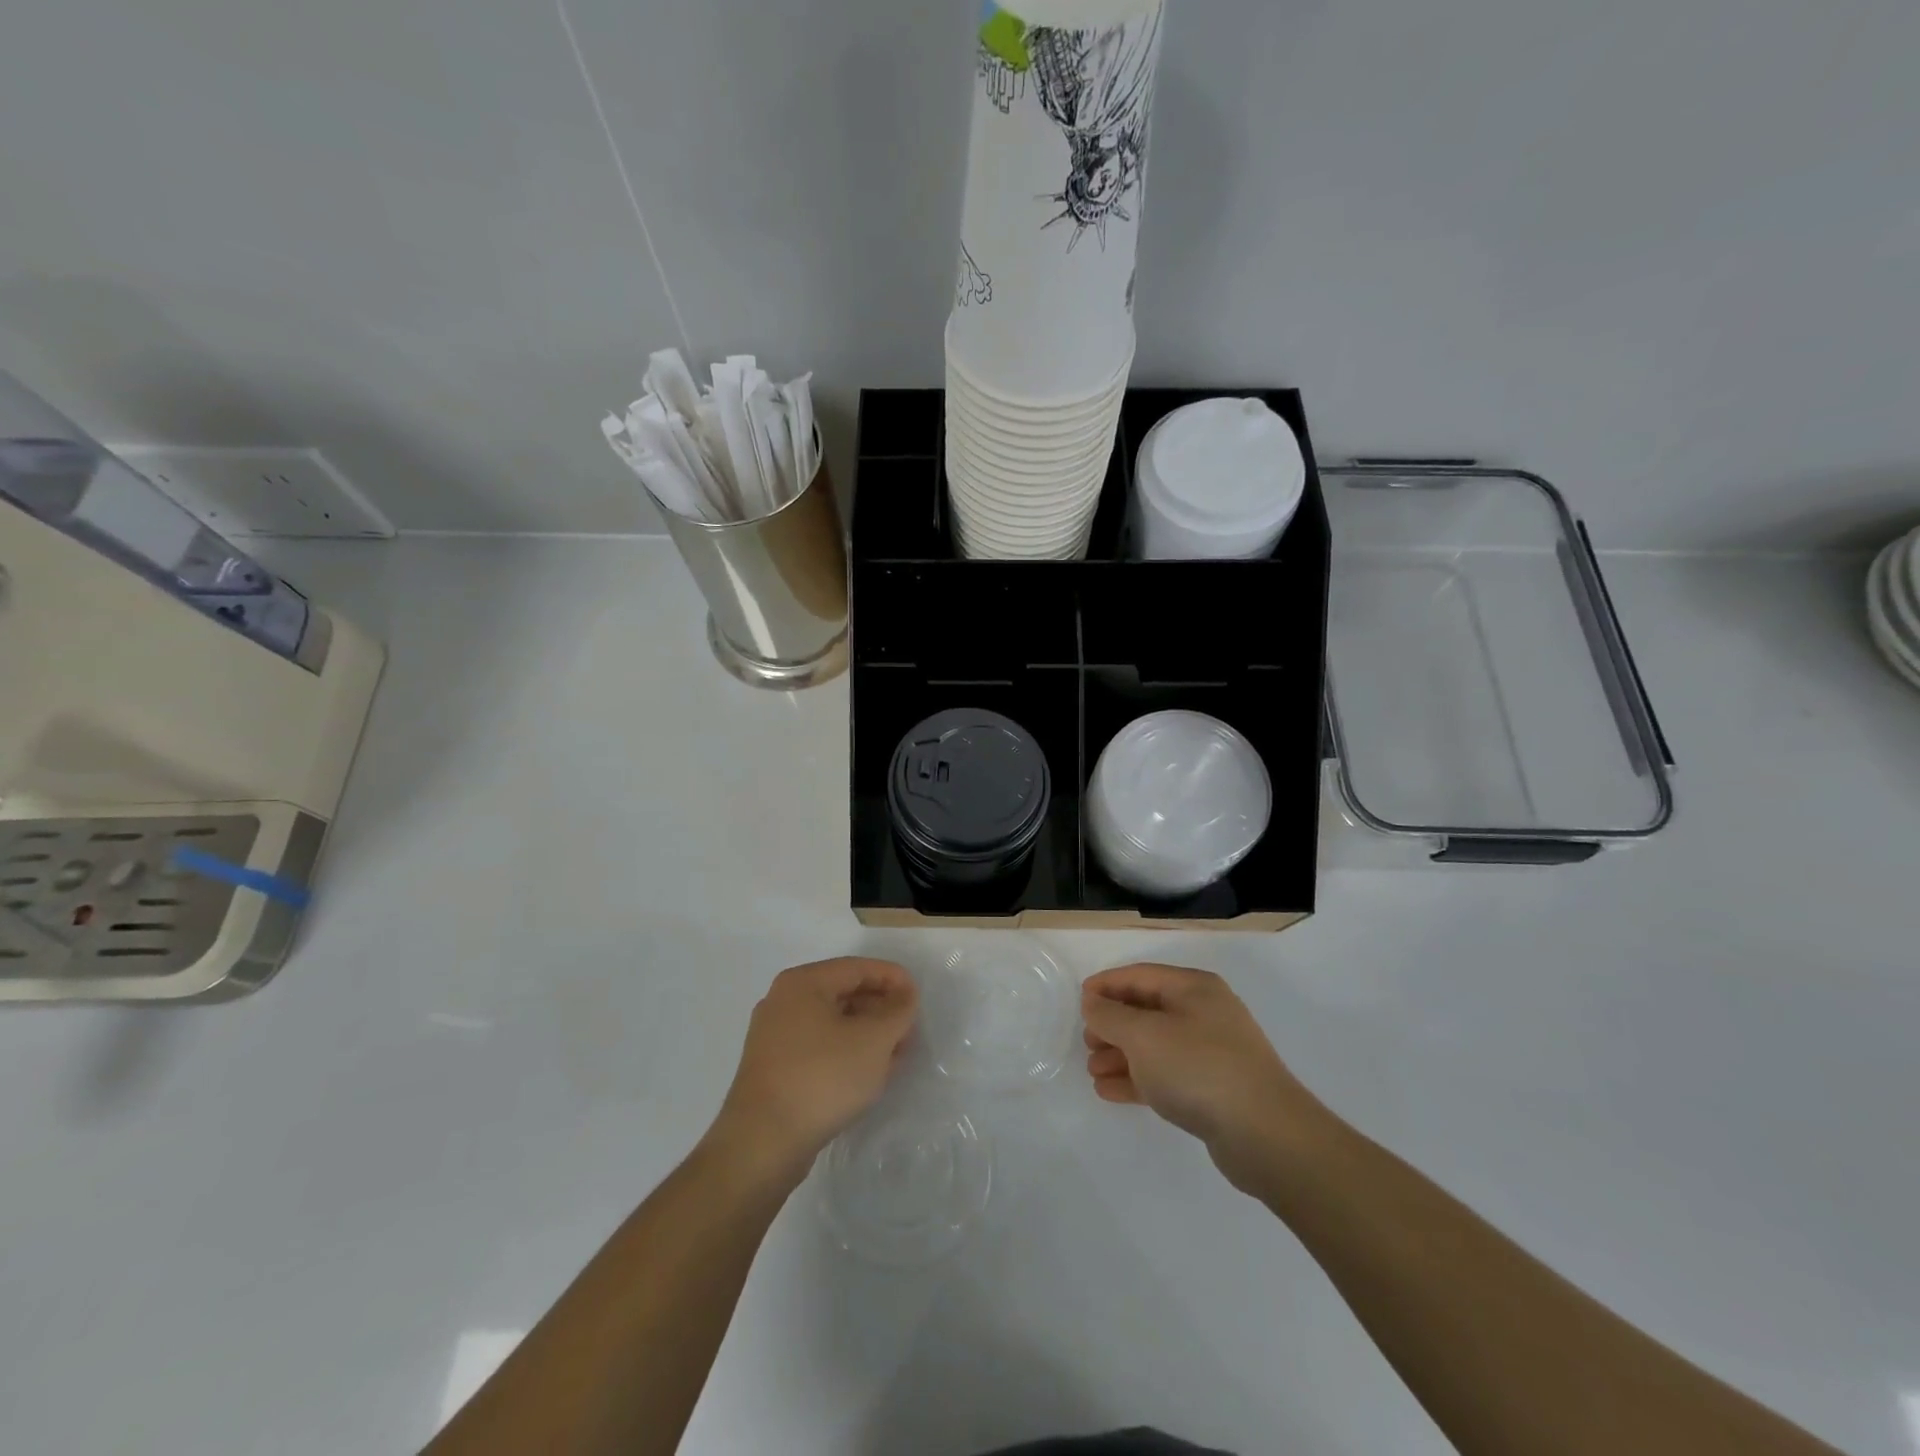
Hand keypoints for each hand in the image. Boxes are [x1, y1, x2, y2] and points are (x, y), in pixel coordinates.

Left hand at [713, 958, 917, 1183]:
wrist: (762, 1144)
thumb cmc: (822, 1078)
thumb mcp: (874, 1040)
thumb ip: (898, 1011)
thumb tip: (904, 996)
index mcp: (803, 983)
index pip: (858, 968)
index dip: (893, 978)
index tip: (919, 998)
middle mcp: (783, 1001)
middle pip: (845, 993)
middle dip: (881, 1009)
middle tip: (910, 1030)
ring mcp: (774, 1036)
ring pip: (833, 1022)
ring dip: (867, 1033)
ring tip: (895, 1055)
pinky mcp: (774, 1068)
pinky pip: (819, 1047)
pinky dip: (846, 1052)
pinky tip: (867, 1074)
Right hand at [1082, 964, 1321, 1193]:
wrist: (1266, 1135)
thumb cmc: (1199, 1068)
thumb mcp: (1144, 1035)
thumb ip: (1111, 1016)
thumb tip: (1092, 1002)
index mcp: (1193, 988)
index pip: (1140, 975)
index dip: (1107, 985)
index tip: (1078, 1000)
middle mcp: (1204, 1013)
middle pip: (1147, 1010)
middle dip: (1113, 1025)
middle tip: (1086, 1042)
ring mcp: (1212, 1052)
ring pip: (1155, 1045)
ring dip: (1121, 1055)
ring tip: (1093, 1071)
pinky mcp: (1214, 1089)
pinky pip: (1167, 1075)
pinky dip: (1138, 1079)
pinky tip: (1111, 1092)